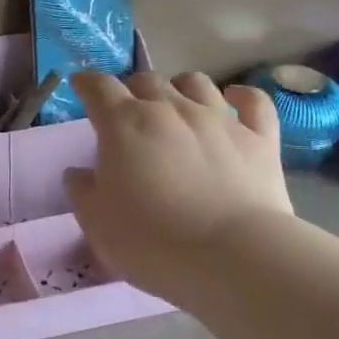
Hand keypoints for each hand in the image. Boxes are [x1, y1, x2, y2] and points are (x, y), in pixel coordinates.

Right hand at [64, 71, 292, 302]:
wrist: (233, 258)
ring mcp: (219, 119)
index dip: (87, 83)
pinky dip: (241, 95)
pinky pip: (254, 100)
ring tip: (176, 104)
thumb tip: (79, 172)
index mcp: (124, 125)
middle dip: (132, 90)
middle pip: (146, 81)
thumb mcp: (97, 223)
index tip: (81, 86)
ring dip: (179, 87)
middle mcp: (170, 109)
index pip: (99, 87)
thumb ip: (83, 191)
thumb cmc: (152, 242)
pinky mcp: (259, 138)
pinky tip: (235, 100)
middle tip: (128, 112)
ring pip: (196, 82)